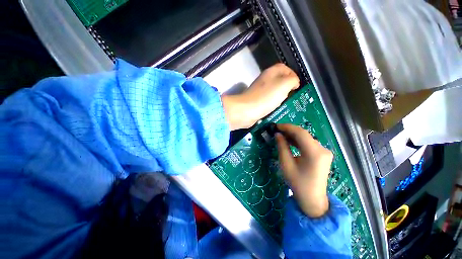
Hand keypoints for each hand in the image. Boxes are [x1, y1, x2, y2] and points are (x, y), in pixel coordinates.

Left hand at [222, 63, 298, 129]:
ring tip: (286, 103)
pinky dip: (274, 104)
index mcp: (270, 72)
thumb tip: (293, 83)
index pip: (284, 68)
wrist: (247, 110)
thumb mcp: (284, 84)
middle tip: (293, 95)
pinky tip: (277, 109)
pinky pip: (268, 100)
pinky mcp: (256, 101)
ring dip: (281, 97)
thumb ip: (292, 80)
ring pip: (274, 91)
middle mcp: (264, 80)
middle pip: (279, 80)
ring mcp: (259, 91)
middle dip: (287, 87)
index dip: (293, 74)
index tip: (297, 85)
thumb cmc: (266, 96)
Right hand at [275, 123, 332, 217]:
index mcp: (314, 153)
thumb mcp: (286, 164)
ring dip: (293, 135)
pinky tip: (289, 141)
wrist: (312, 199)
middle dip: (289, 130)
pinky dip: (298, 141)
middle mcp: (322, 149)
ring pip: (306, 138)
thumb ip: (282, 147)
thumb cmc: (297, 183)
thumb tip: (278, 134)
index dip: (287, 127)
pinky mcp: (323, 154)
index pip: (300, 133)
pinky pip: (309, 144)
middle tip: (276, 130)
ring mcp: (324, 152)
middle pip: (304, 134)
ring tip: (281, 134)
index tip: (276, 126)